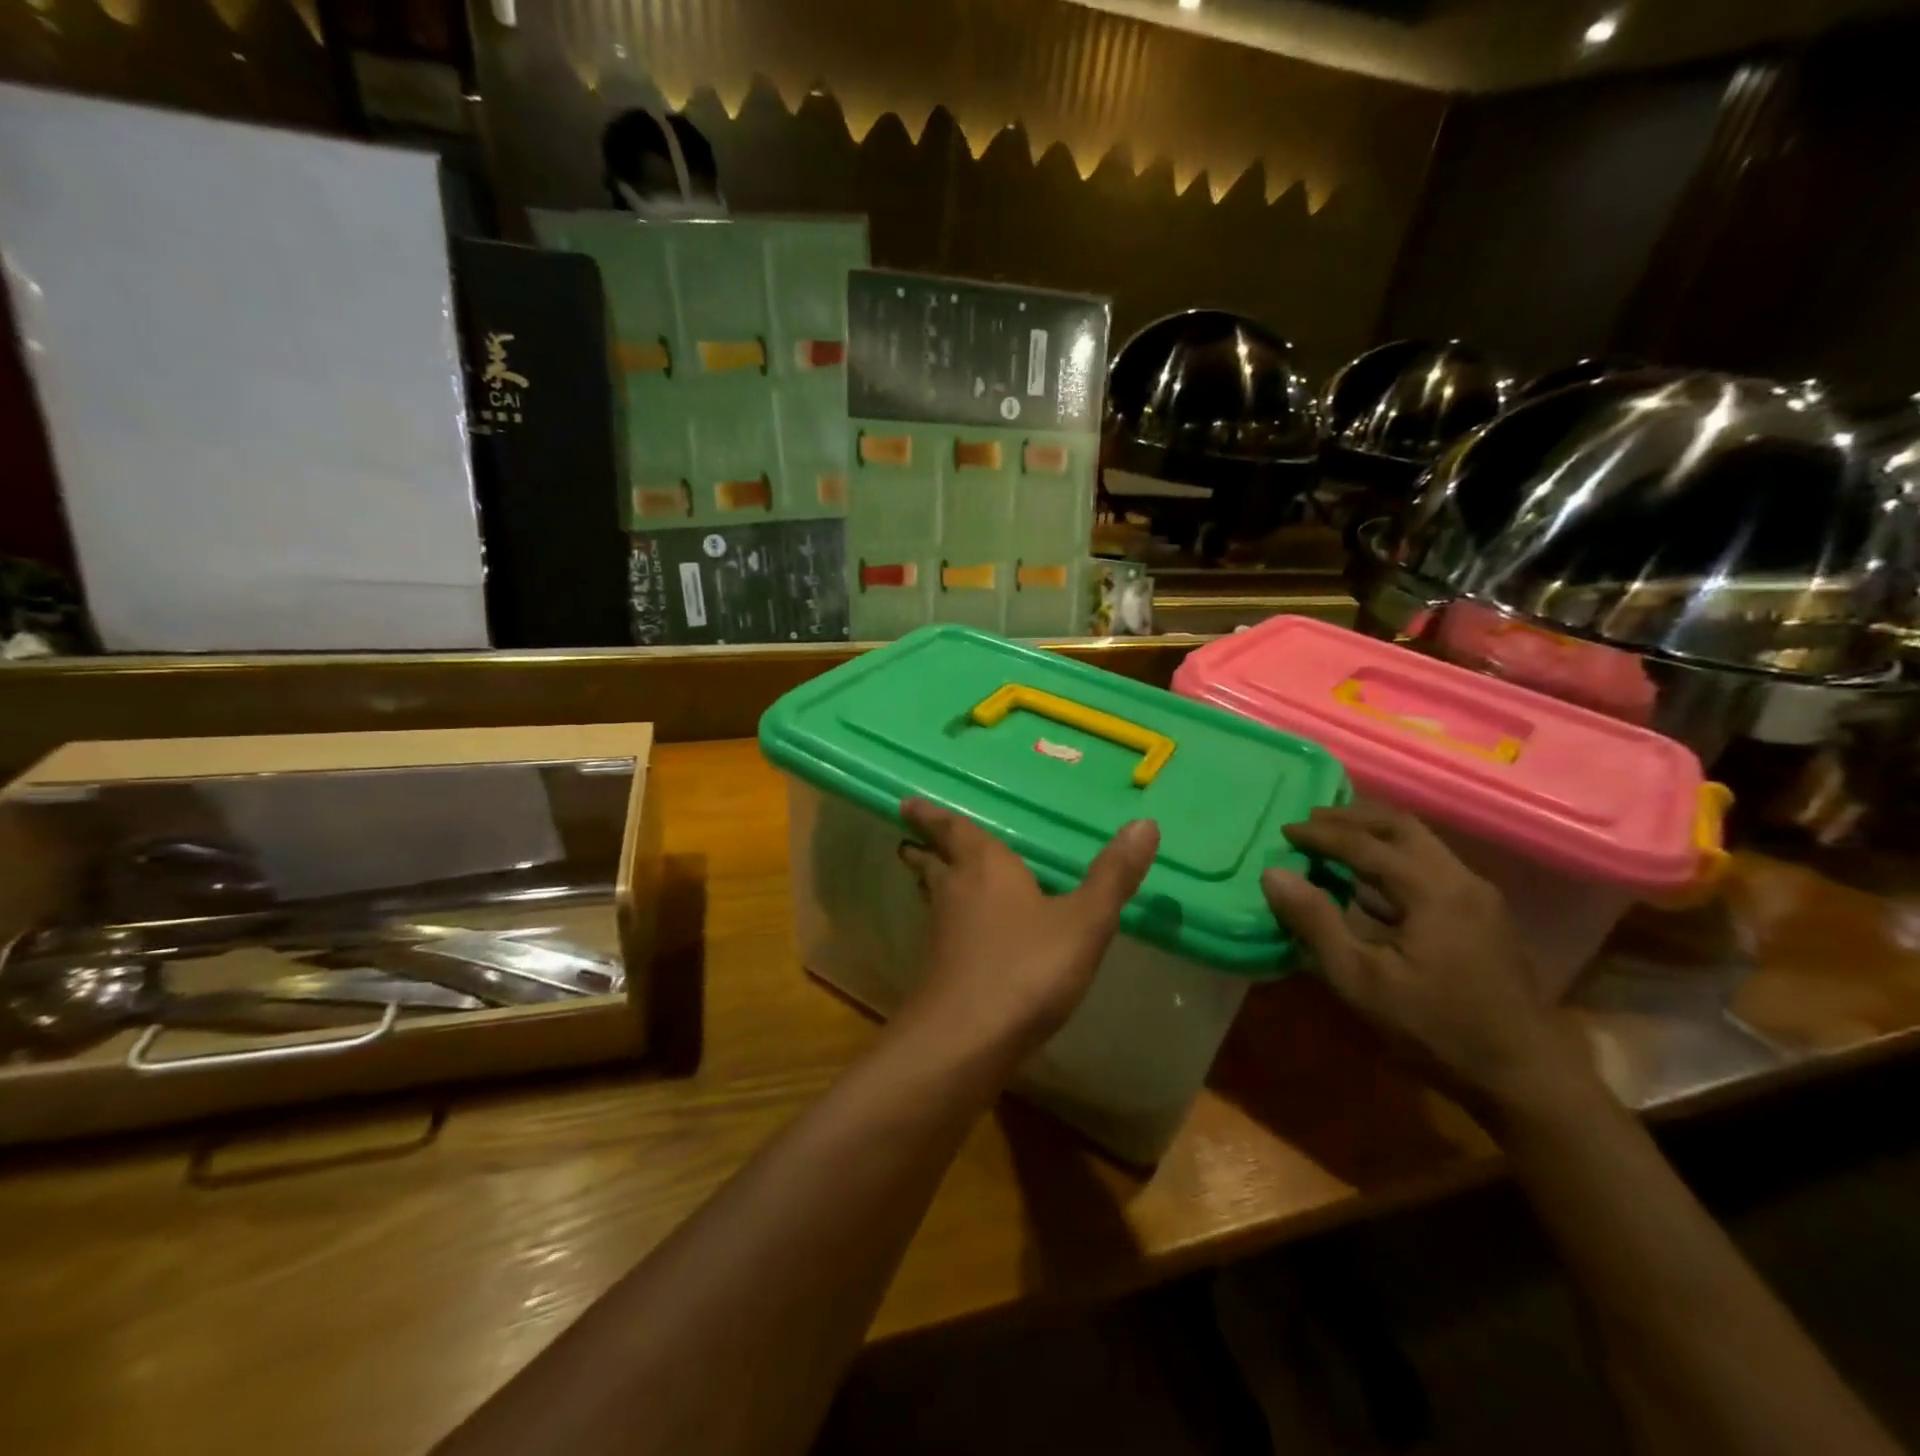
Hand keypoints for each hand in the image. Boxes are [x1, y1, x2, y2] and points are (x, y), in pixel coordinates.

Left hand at [896, 798, 1157, 1056]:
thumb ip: (1112, 876)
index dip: (932, 816)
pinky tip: (963, 938)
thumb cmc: (1026, 968)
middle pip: (934, 863)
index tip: (907, 803)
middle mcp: (956, 893)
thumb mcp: (1084, 921)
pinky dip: (948, 923)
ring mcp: (943, 935)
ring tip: (932, 877)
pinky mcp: (940, 973)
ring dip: (933, 884)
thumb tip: (1145, 823)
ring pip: (935, 898)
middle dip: (925, 849)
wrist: (967, 1040)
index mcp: (985, 868)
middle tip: (910, 839)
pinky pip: (943, 933)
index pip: (955, 830)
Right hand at [1260, 804, 1585, 1113]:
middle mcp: (1462, 881)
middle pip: (1402, 828)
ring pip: (1422, 844)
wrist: (1527, 1080)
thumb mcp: (1361, 980)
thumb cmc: (1436, 1029)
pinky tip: (1371, 882)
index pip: (1366, 845)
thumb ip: (1316, 922)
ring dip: (1376, 836)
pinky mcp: (1485, 918)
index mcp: (1434, 890)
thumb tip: (1273, 874)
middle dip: (1353, 819)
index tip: (1284, 831)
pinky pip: (1432, 867)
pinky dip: (1395, 859)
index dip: (1321, 835)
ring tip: (1335, 841)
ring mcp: (1480, 898)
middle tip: (1311, 821)